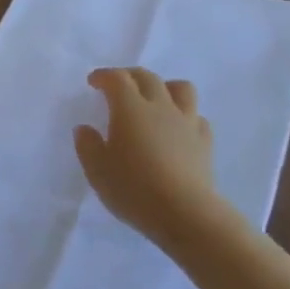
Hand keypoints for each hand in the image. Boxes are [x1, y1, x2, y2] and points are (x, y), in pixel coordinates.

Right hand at [74, 67, 225, 250]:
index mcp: (130, 108)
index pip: (117, 79)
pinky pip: (197, 117)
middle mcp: (160, 107)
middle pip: (147, 77)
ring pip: (180, 88)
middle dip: (130, 75)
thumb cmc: (134, 189)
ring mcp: (186, 122)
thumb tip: (85, 129)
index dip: (104, 76)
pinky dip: (185, 116)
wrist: (185, 213)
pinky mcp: (204, 142)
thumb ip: (88, 145)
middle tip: (118, 85)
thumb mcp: (97, 170)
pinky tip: (177, 130)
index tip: (93, 82)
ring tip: (155, 99)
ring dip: (165, 87)